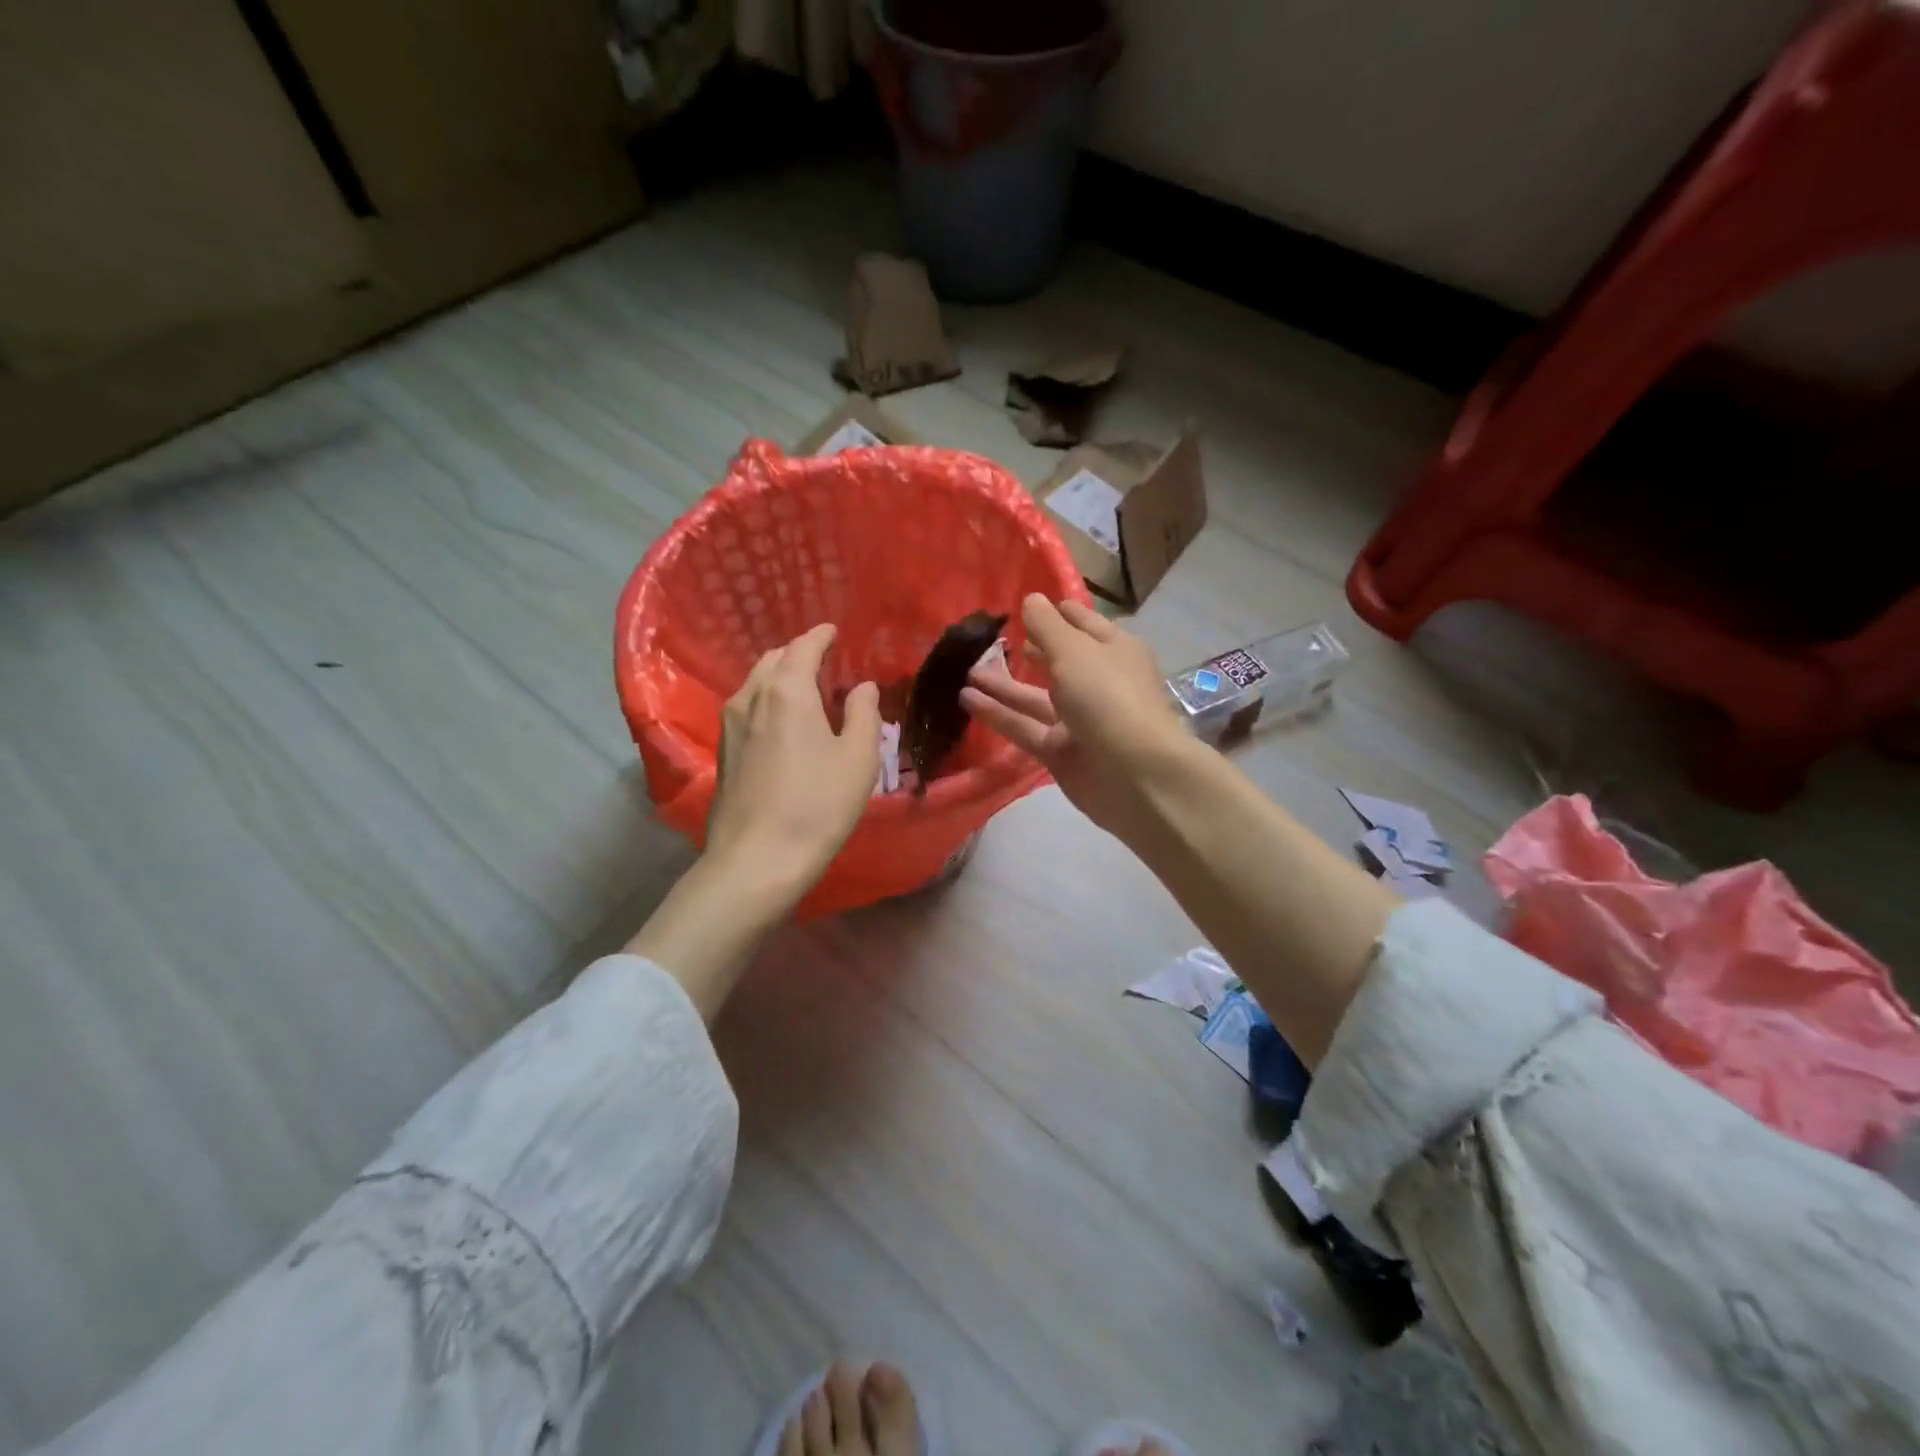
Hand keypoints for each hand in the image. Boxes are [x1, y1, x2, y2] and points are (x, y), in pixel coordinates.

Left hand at [706, 623, 881, 889]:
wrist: (758, 859)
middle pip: (774, 659)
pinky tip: (784, 721)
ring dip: (780, 677)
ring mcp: (730, 725)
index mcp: (787, 690)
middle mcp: (751, 697)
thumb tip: (862, 687)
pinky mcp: (723, 751)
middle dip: (799, 653)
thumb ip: (864, 713)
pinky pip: (748, 707)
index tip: (834, 631)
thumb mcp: (858, 758)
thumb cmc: (818, 804)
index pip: (803, 646)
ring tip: (805, 690)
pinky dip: (768, 700)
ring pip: (756, 683)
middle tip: (824, 662)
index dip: (821, 635)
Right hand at [959, 594, 1188, 839]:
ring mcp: (1079, 720)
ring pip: (1035, 697)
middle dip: (1027, 649)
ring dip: (1002, 684)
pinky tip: (966, 699)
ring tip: (965, 670)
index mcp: (1113, 650)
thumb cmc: (1108, 696)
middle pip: (1058, 661)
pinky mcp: (1060, 751)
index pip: (1082, 624)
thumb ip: (1046, 626)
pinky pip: (1024, 727)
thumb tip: (1031, 599)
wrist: (1134, 774)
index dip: (1055, 614)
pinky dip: (998, 714)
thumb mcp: (1074, 650)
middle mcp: (1098, 682)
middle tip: (987, 640)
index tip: (1023, 604)